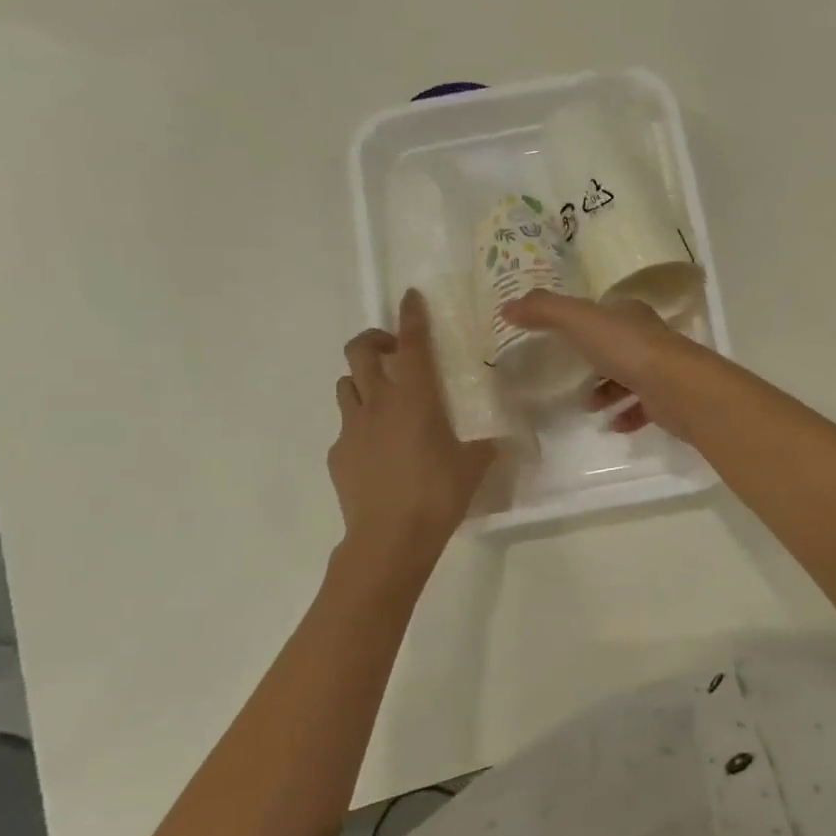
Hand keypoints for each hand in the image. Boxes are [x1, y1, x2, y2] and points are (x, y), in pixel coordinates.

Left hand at [329, 289, 495, 557]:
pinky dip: (359, 425)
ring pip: (346, 384)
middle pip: (361, 351)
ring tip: (383, 398)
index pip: (412, 344)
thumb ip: (484, 447)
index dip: (412, 317)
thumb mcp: (473, 468)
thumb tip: (497, 442)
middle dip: (374, 340)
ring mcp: (352, 428)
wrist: (389, 538)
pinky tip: (377, 449)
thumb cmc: (437, 494)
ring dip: (363, 380)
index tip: (411, 297)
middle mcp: (378, 403)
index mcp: (415, 398)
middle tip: (395, 353)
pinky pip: (346, 426)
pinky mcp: (338, 454)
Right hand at [500, 291, 719, 439]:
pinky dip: (626, 415)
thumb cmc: (628, 349)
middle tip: (569, 376)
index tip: (562, 336)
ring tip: (586, 406)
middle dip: (595, 361)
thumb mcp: (580, 321)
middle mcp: (648, 338)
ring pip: (630, 378)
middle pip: (618, 346)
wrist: (678, 388)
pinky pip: (643, 407)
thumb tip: (507, 307)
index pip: (606, 312)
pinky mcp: (668, 400)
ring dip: (608, 391)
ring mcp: (661, 369)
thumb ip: (545, 311)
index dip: (584, 321)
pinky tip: (612, 425)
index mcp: (630, 314)